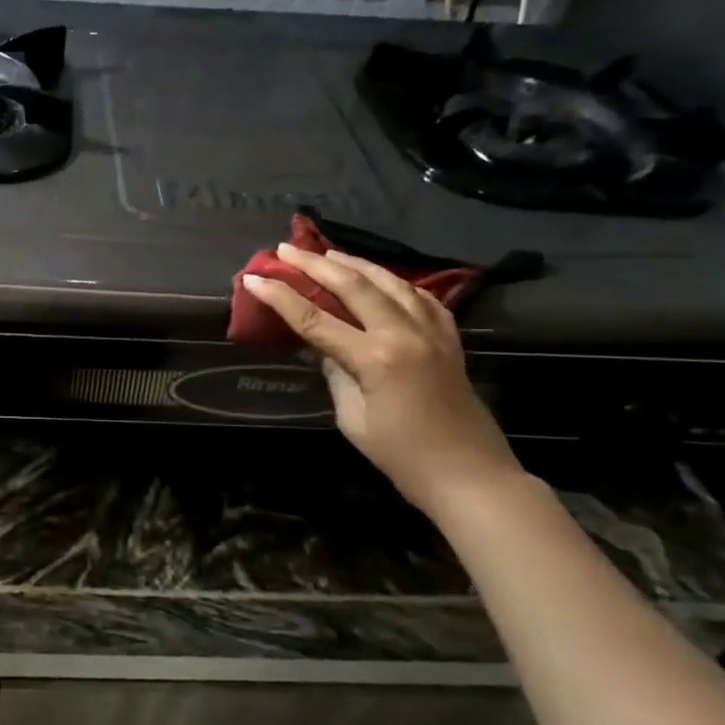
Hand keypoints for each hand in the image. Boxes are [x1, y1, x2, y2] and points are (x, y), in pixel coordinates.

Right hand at [243, 244, 524, 514]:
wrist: (470, 476)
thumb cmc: (402, 457)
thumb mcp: (353, 418)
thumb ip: (336, 373)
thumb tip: (323, 346)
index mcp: (375, 359)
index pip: (315, 319)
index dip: (280, 297)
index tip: (253, 278)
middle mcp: (404, 334)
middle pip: (353, 286)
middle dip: (315, 264)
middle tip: (285, 249)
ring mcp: (432, 331)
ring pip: (390, 281)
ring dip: (355, 264)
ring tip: (327, 252)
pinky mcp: (449, 338)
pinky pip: (421, 297)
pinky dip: (395, 282)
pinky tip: (381, 278)